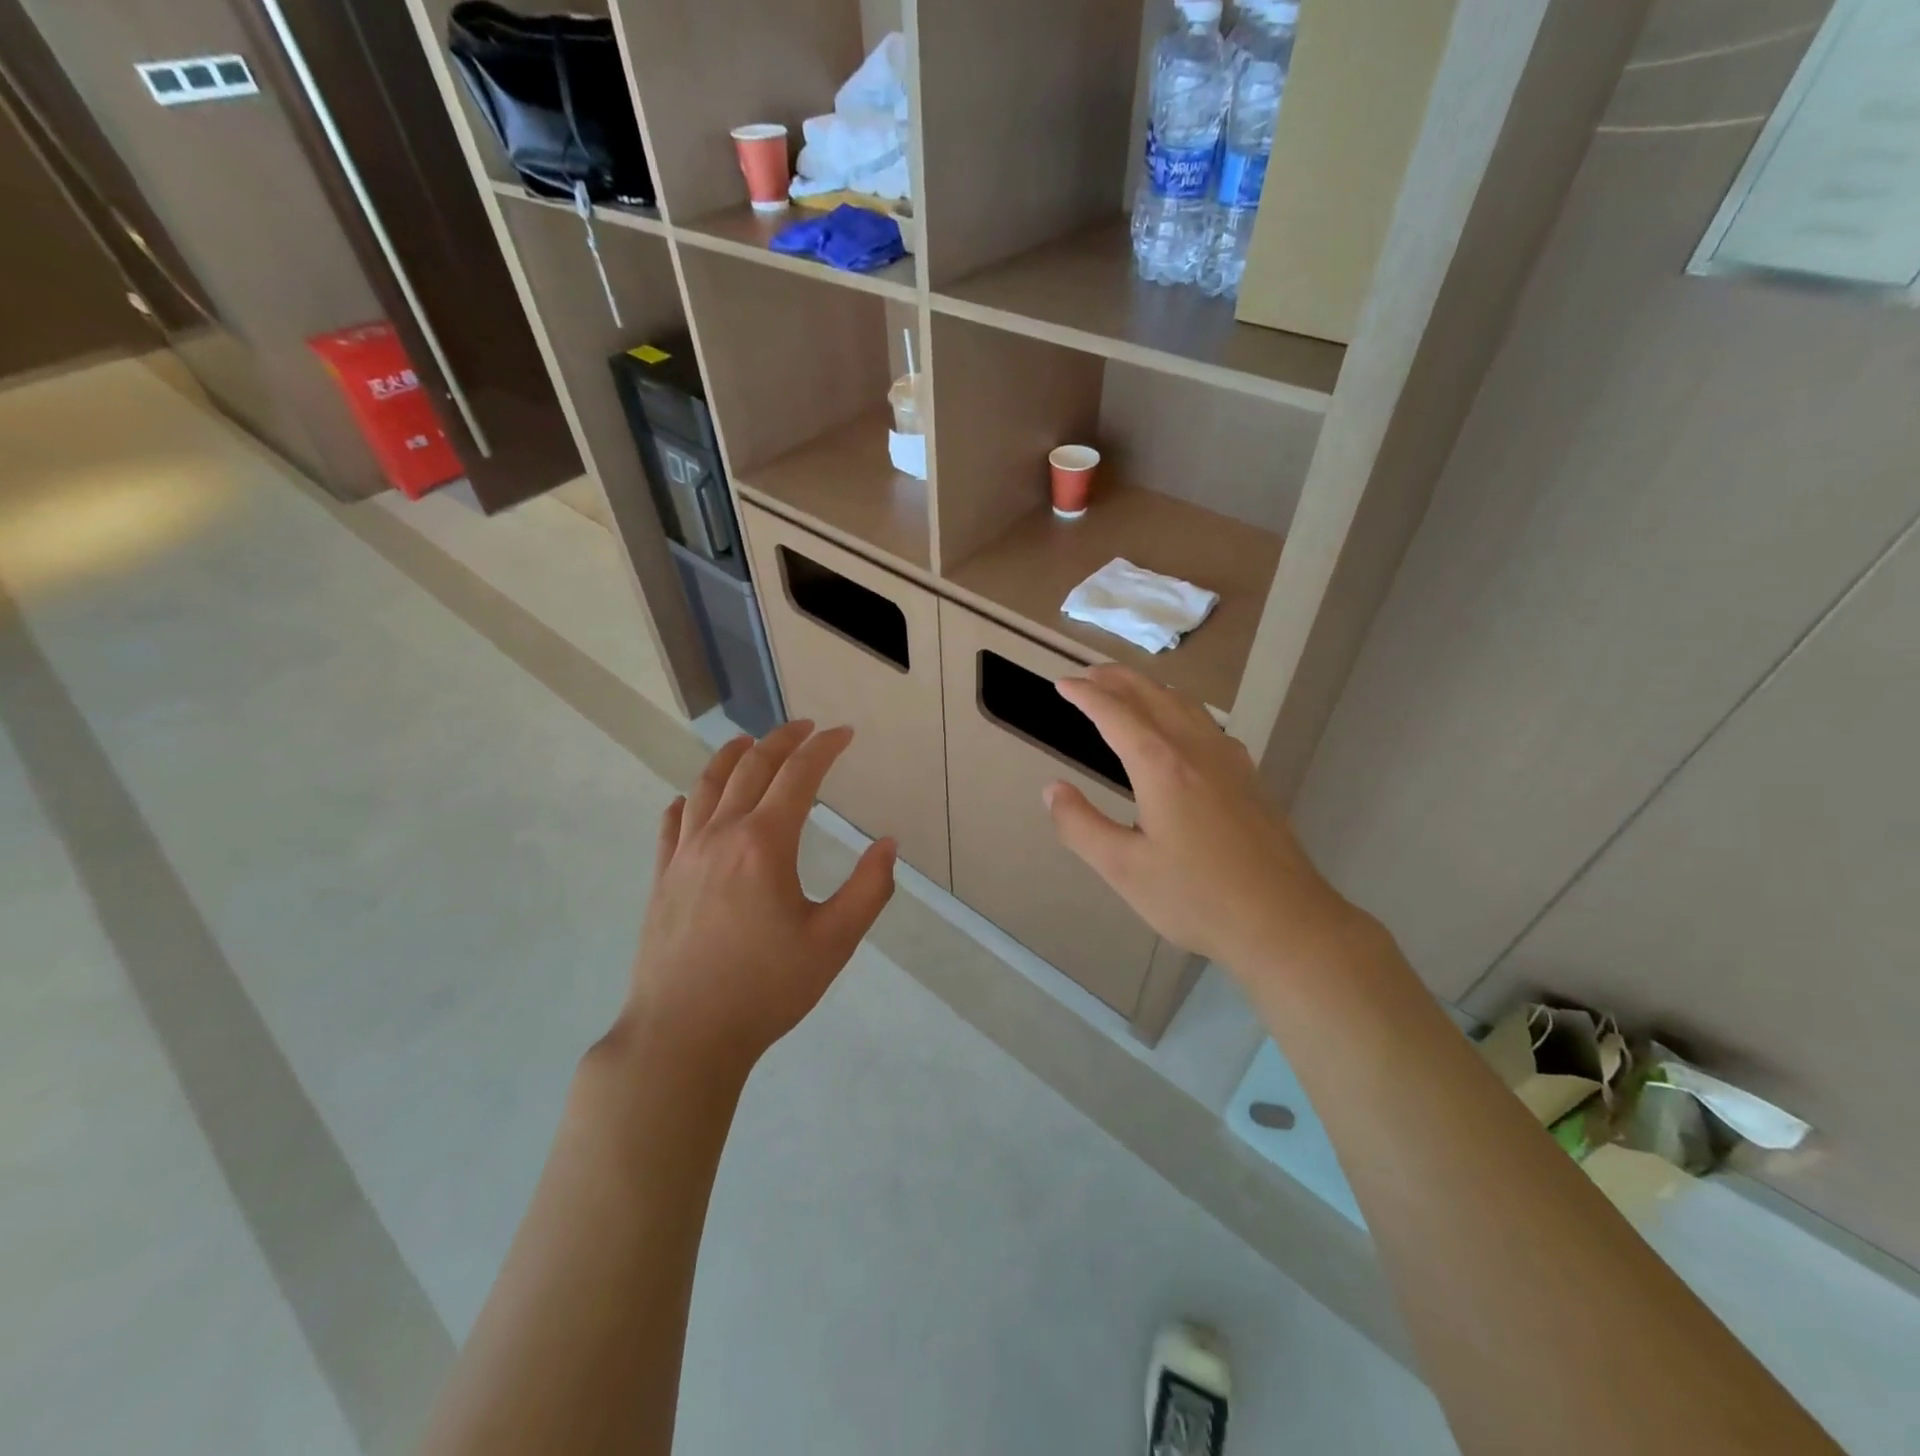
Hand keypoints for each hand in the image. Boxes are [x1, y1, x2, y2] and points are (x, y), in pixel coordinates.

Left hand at [616, 721, 896, 1075]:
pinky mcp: (662, 879)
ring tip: (747, 741)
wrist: (683, 1036)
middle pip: (750, 768)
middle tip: (806, 728)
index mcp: (765, 844)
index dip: (823, 748)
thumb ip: (868, 889)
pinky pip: (673, 824)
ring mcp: (684, 856)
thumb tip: (887, 844)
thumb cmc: (765, 990)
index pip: (798, 775)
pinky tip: (691, 800)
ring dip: (731, 756)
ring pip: (706, 786)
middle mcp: (721, 836)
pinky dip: (688, 800)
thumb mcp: (833, 943)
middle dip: (781, 740)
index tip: (844, 733)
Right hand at [1043, 666, 1362, 975]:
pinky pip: (1207, 724)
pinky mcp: (1249, 777)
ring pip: (1185, 705)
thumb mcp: (1123, 869)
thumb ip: (1080, 826)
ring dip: (1149, 690)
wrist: (1284, 921)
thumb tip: (1053, 790)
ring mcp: (1230, 760)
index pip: (1115, 714)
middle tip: (1087, 676)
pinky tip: (1179, 731)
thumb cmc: (1196, 898)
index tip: (1062, 683)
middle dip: (1116, 679)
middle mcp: (1196, 750)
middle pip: (1153, 696)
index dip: (1085, 695)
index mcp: (1161, 766)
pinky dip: (1178, 710)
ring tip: (1126, 692)